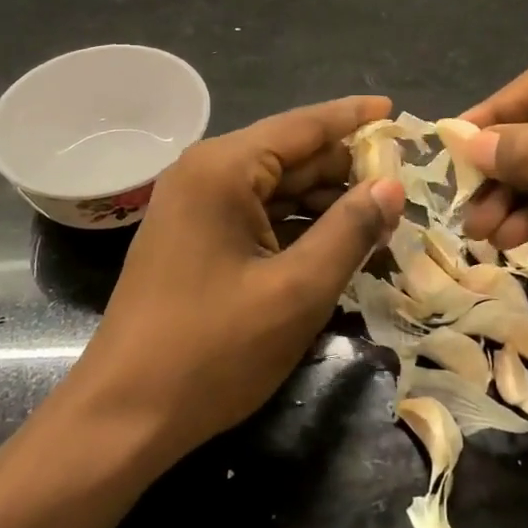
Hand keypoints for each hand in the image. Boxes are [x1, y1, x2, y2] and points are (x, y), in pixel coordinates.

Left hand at [63, 96, 405, 466]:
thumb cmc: (212, 351)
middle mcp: (205, 172)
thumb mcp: (296, 291)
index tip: (396, 110)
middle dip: (346, 171)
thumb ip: (349, 230)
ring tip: (382, 223)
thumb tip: (391, 185)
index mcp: (224, 168)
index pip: (303, 126)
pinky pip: (257, 216)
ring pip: (276, 188)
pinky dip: (298, 226)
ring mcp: (195, 205)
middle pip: (291, 156)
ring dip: (326, 204)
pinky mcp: (194, 237)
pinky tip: (336, 245)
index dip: (353, 117)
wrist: (123, 416)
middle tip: (404, 188)